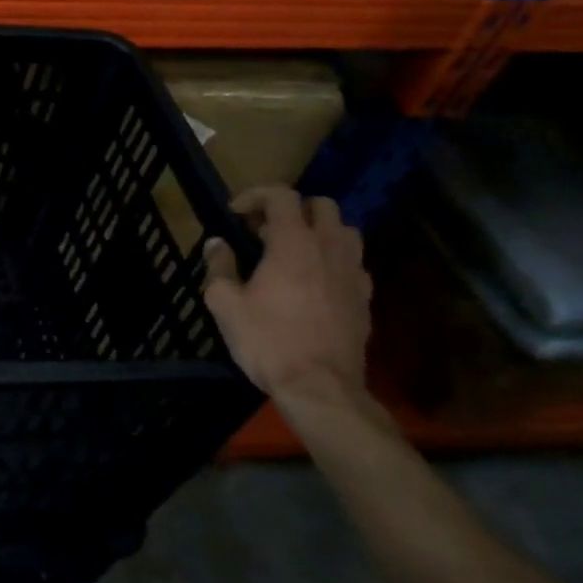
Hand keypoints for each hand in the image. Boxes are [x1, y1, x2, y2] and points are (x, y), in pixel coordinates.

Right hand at [201, 185, 371, 401]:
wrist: (320, 386)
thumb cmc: (267, 341)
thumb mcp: (225, 304)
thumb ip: (219, 267)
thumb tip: (217, 244)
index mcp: (293, 244)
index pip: (281, 196)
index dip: (256, 195)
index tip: (235, 213)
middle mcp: (329, 248)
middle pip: (321, 205)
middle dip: (290, 209)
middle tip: (264, 231)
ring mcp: (353, 272)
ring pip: (344, 230)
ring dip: (318, 231)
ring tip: (293, 252)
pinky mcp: (365, 296)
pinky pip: (352, 262)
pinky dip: (333, 259)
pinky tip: (314, 280)